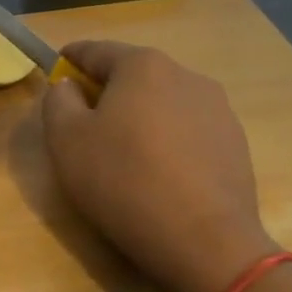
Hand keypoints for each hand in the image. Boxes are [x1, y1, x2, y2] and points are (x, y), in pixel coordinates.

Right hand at [42, 40, 278, 291]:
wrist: (204, 241)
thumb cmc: (123, 181)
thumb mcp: (66, 140)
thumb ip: (57, 101)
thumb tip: (69, 87)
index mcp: (142, 66)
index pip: (95, 50)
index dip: (70, 59)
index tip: (55, 73)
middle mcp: (185, 74)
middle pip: (133, 74)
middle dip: (106, 90)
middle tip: (84, 121)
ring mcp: (218, 108)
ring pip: (163, 101)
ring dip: (140, 115)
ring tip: (123, 151)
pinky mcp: (235, 142)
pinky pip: (188, 129)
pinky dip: (167, 139)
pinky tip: (158, 172)